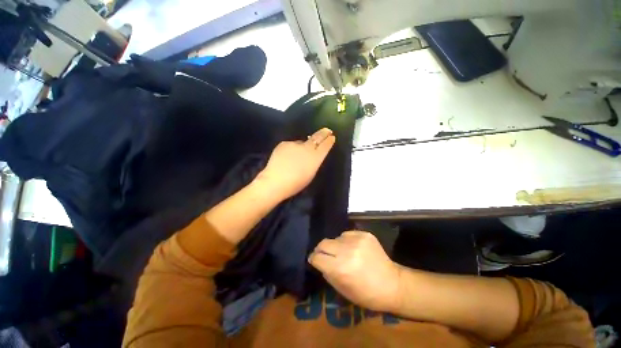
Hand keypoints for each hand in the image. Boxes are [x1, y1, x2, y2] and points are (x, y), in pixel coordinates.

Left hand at [256, 128, 334, 200]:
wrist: (275, 182)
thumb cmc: (295, 183)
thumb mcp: (310, 174)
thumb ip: (314, 162)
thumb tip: (313, 154)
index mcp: (315, 157)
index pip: (325, 145)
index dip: (329, 141)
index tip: (332, 137)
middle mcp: (307, 148)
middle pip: (317, 137)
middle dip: (323, 133)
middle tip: (327, 130)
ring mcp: (295, 144)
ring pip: (302, 143)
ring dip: (302, 147)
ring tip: (296, 156)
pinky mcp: (284, 143)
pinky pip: (291, 145)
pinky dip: (291, 150)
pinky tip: (286, 157)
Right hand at [308, 231, 401, 311]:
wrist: (393, 284)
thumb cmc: (366, 294)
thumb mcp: (342, 290)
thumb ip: (327, 273)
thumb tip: (319, 261)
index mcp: (340, 268)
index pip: (317, 257)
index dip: (314, 259)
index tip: (314, 260)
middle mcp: (347, 251)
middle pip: (323, 243)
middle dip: (321, 249)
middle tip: (325, 255)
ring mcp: (357, 240)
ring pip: (336, 238)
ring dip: (336, 246)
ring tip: (343, 253)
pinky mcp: (365, 234)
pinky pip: (347, 234)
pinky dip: (346, 241)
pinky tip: (354, 248)